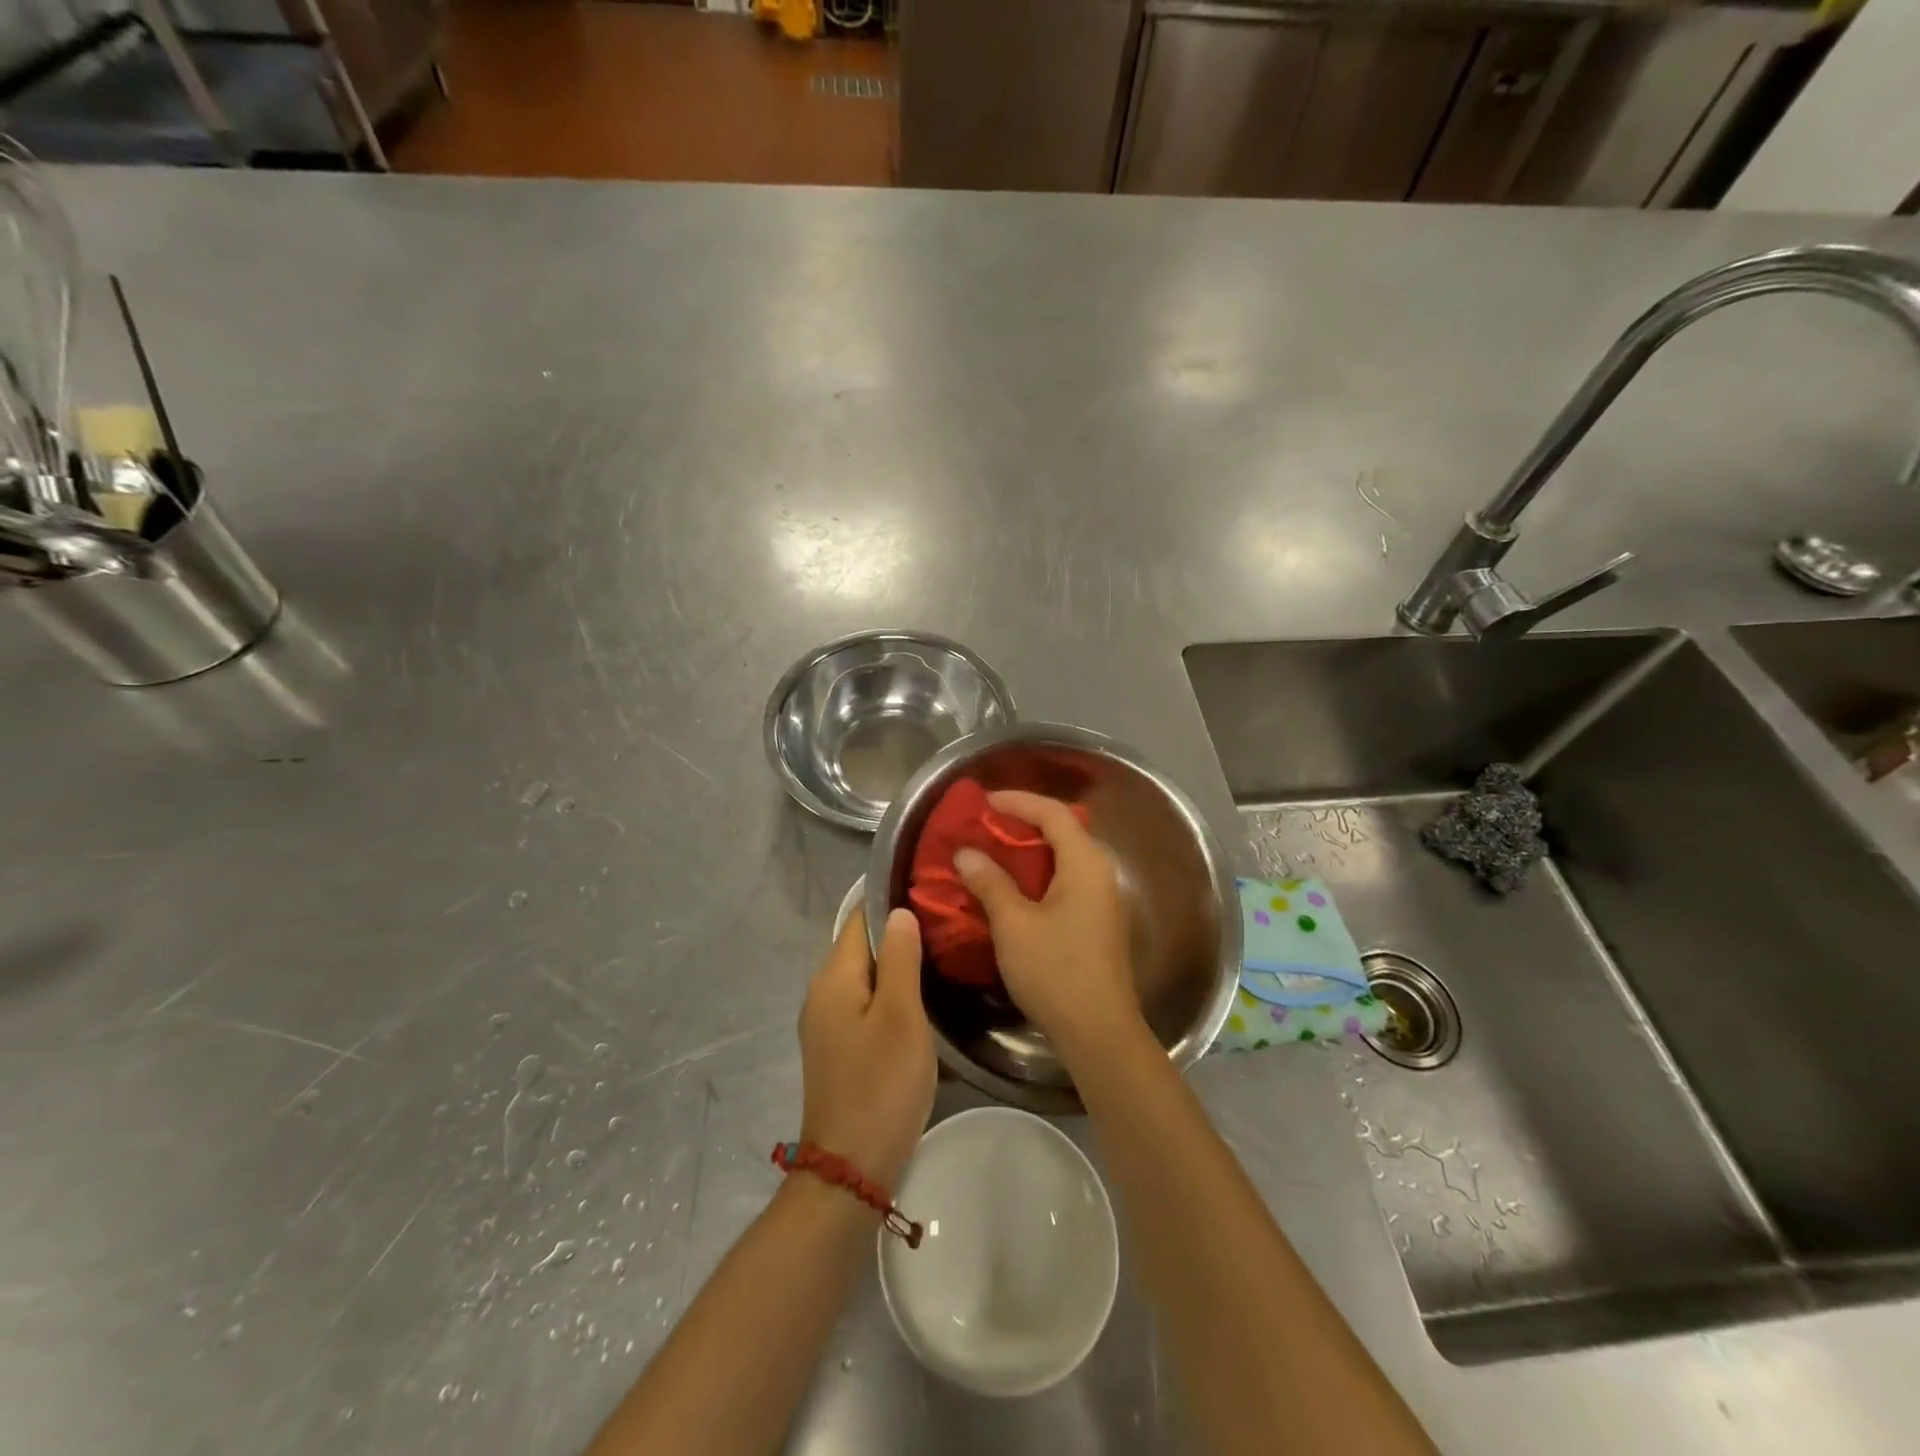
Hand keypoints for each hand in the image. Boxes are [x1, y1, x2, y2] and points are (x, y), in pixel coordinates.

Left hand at [798, 907, 935, 1189]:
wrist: (852, 1167)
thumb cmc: (880, 1083)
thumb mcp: (899, 1014)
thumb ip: (899, 958)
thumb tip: (899, 912)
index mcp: (832, 977)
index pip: (859, 919)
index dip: (891, 901)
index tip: (931, 892)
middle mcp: (822, 993)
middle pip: (861, 947)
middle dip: (900, 934)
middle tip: (948, 925)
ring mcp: (828, 1024)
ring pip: (867, 978)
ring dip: (899, 966)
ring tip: (944, 956)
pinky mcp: (840, 1049)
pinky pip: (867, 1005)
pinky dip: (892, 995)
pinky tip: (923, 1000)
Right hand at [953, 790, 1141, 1063]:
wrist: (1099, 1031)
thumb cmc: (1056, 971)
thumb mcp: (1014, 924)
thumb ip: (990, 882)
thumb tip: (967, 853)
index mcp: (1085, 863)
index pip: (1053, 813)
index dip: (1017, 801)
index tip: (983, 802)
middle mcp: (1100, 872)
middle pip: (1062, 830)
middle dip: (1023, 822)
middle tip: (985, 824)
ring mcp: (1103, 898)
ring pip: (1064, 857)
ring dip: (1029, 850)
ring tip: (992, 851)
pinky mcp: (1098, 921)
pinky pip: (1066, 880)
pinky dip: (1038, 873)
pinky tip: (1013, 887)